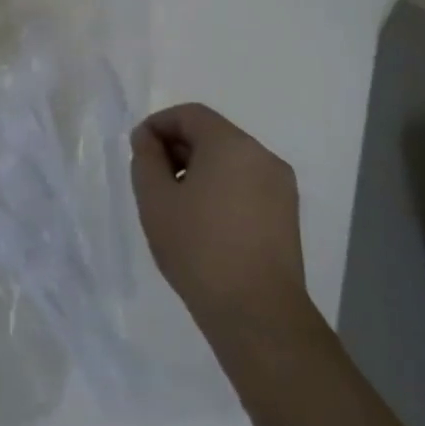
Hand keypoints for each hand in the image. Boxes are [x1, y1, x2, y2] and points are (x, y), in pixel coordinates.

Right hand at [129, 103, 308, 344]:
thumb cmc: (197, 247)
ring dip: (198, 169)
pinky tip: (202, 221)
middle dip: (177, 147)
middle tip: (151, 178)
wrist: (256, 311)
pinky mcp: (286, 214)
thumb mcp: (155, 199)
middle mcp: (262, 156)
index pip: (190, 114)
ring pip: (230, 160)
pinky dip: (220, 188)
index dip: (158, 124)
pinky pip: (246, 184)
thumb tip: (148, 139)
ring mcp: (280, 186)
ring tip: (174, 203)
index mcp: (232, 145)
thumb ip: (146, 159)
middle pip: (213, 134)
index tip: (137, 150)